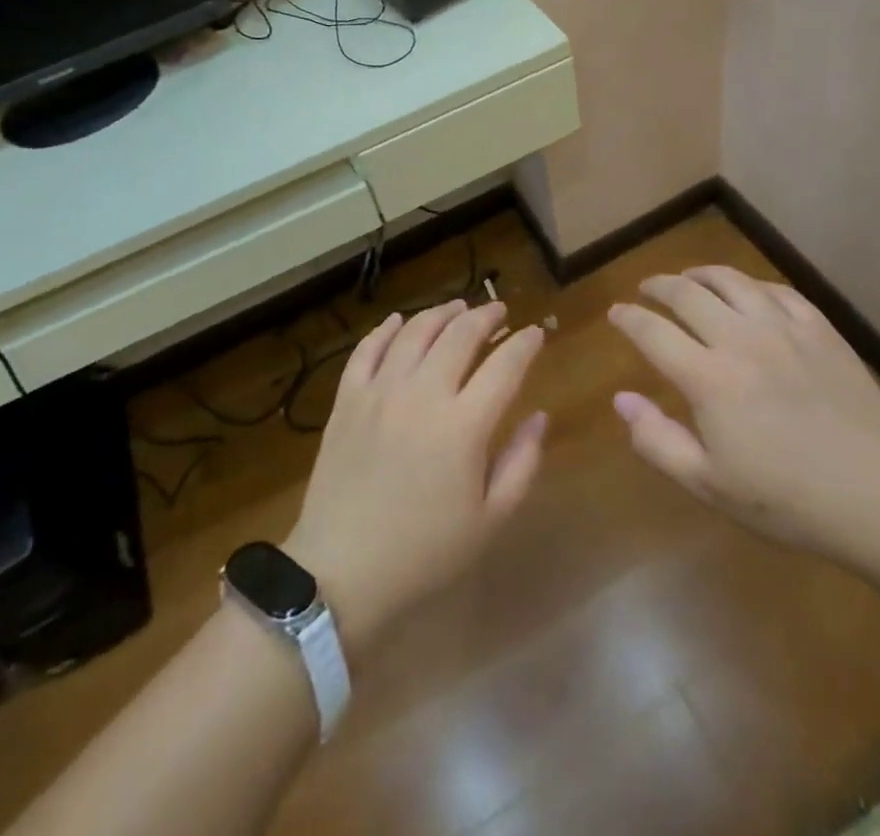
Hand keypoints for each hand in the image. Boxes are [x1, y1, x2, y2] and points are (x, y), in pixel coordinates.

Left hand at [283, 300, 546, 652]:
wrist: (340, 573)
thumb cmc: (424, 553)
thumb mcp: (489, 520)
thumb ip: (522, 463)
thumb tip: (540, 416)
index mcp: (463, 426)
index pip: (504, 366)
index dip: (525, 343)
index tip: (536, 332)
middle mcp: (422, 394)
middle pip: (460, 335)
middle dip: (485, 316)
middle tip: (499, 312)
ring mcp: (380, 392)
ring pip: (415, 331)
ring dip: (441, 313)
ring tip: (457, 307)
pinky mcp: (347, 399)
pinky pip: (367, 349)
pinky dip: (386, 329)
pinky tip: (399, 321)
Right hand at [608, 267, 879, 573]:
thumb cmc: (788, 500)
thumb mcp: (710, 485)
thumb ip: (657, 440)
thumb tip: (621, 399)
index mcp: (709, 378)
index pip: (653, 332)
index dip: (628, 318)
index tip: (616, 313)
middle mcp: (741, 340)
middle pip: (687, 294)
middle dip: (659, 286)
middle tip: (646, 289)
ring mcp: (785, 329)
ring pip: (732, 281)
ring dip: (701, 274)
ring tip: (689, 278)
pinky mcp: (820, 329)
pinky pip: (776, 291)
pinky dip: (750, 285)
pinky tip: (747, 293)